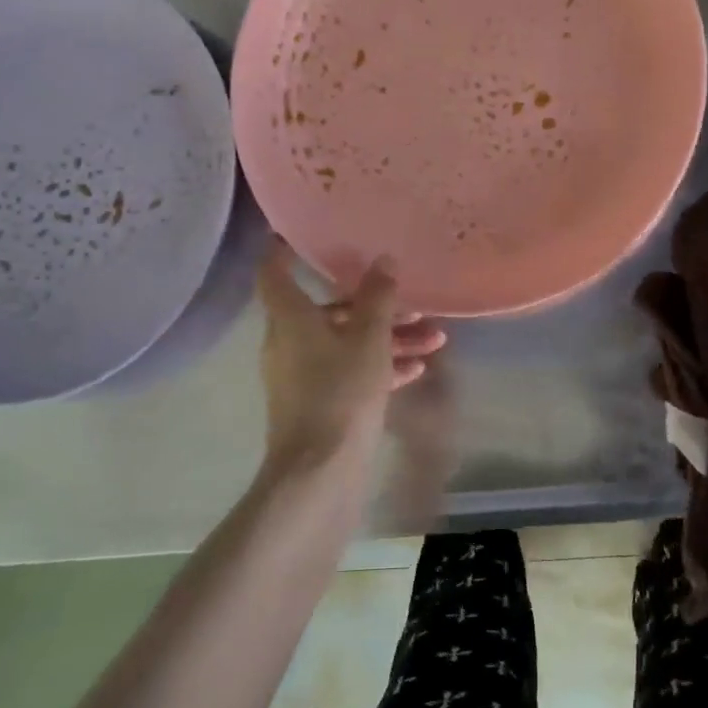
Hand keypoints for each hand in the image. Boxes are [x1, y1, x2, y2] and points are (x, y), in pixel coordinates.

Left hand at [258, 242, 445, 476]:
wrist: (319, 473)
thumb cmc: (340, 393)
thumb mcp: (368, 340)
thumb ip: (378, 298)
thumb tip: (383, 260)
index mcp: (290, 319)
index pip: (274, 273)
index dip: (285, 250)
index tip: (306, 234)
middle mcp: (289, 342)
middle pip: (329, 311)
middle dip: (374, 305)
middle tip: (411, 302)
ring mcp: (302, 376)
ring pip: (346, 343)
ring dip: (387, 339)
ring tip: (433, 340)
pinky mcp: (318, 404)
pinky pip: (349, 372)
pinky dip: (378, 367)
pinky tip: (416, 370)